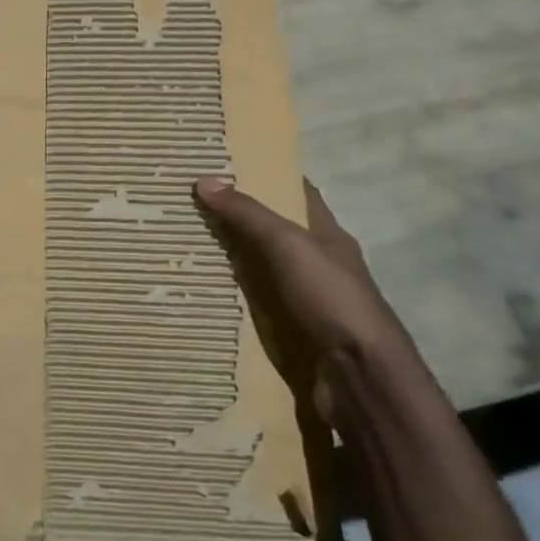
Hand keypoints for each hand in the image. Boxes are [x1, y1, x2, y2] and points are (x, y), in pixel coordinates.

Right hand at [193, 176, 422, 421]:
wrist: (359, 375)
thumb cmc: (331, 298)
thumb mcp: (288, 245)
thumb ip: (248, 215)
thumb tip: (204, 180)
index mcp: (326, 235)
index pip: (297, 194)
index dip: (266, 176)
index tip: (225, 164)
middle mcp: (316, 264)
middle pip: (272, 233)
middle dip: (235, 220)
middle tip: (187, 206)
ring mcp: (304, 300)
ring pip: (259, 271)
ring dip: (227, 262)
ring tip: (180, 247)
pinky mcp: (291, 332)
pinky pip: (253, 307)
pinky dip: (229, 300)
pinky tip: (198, 295)